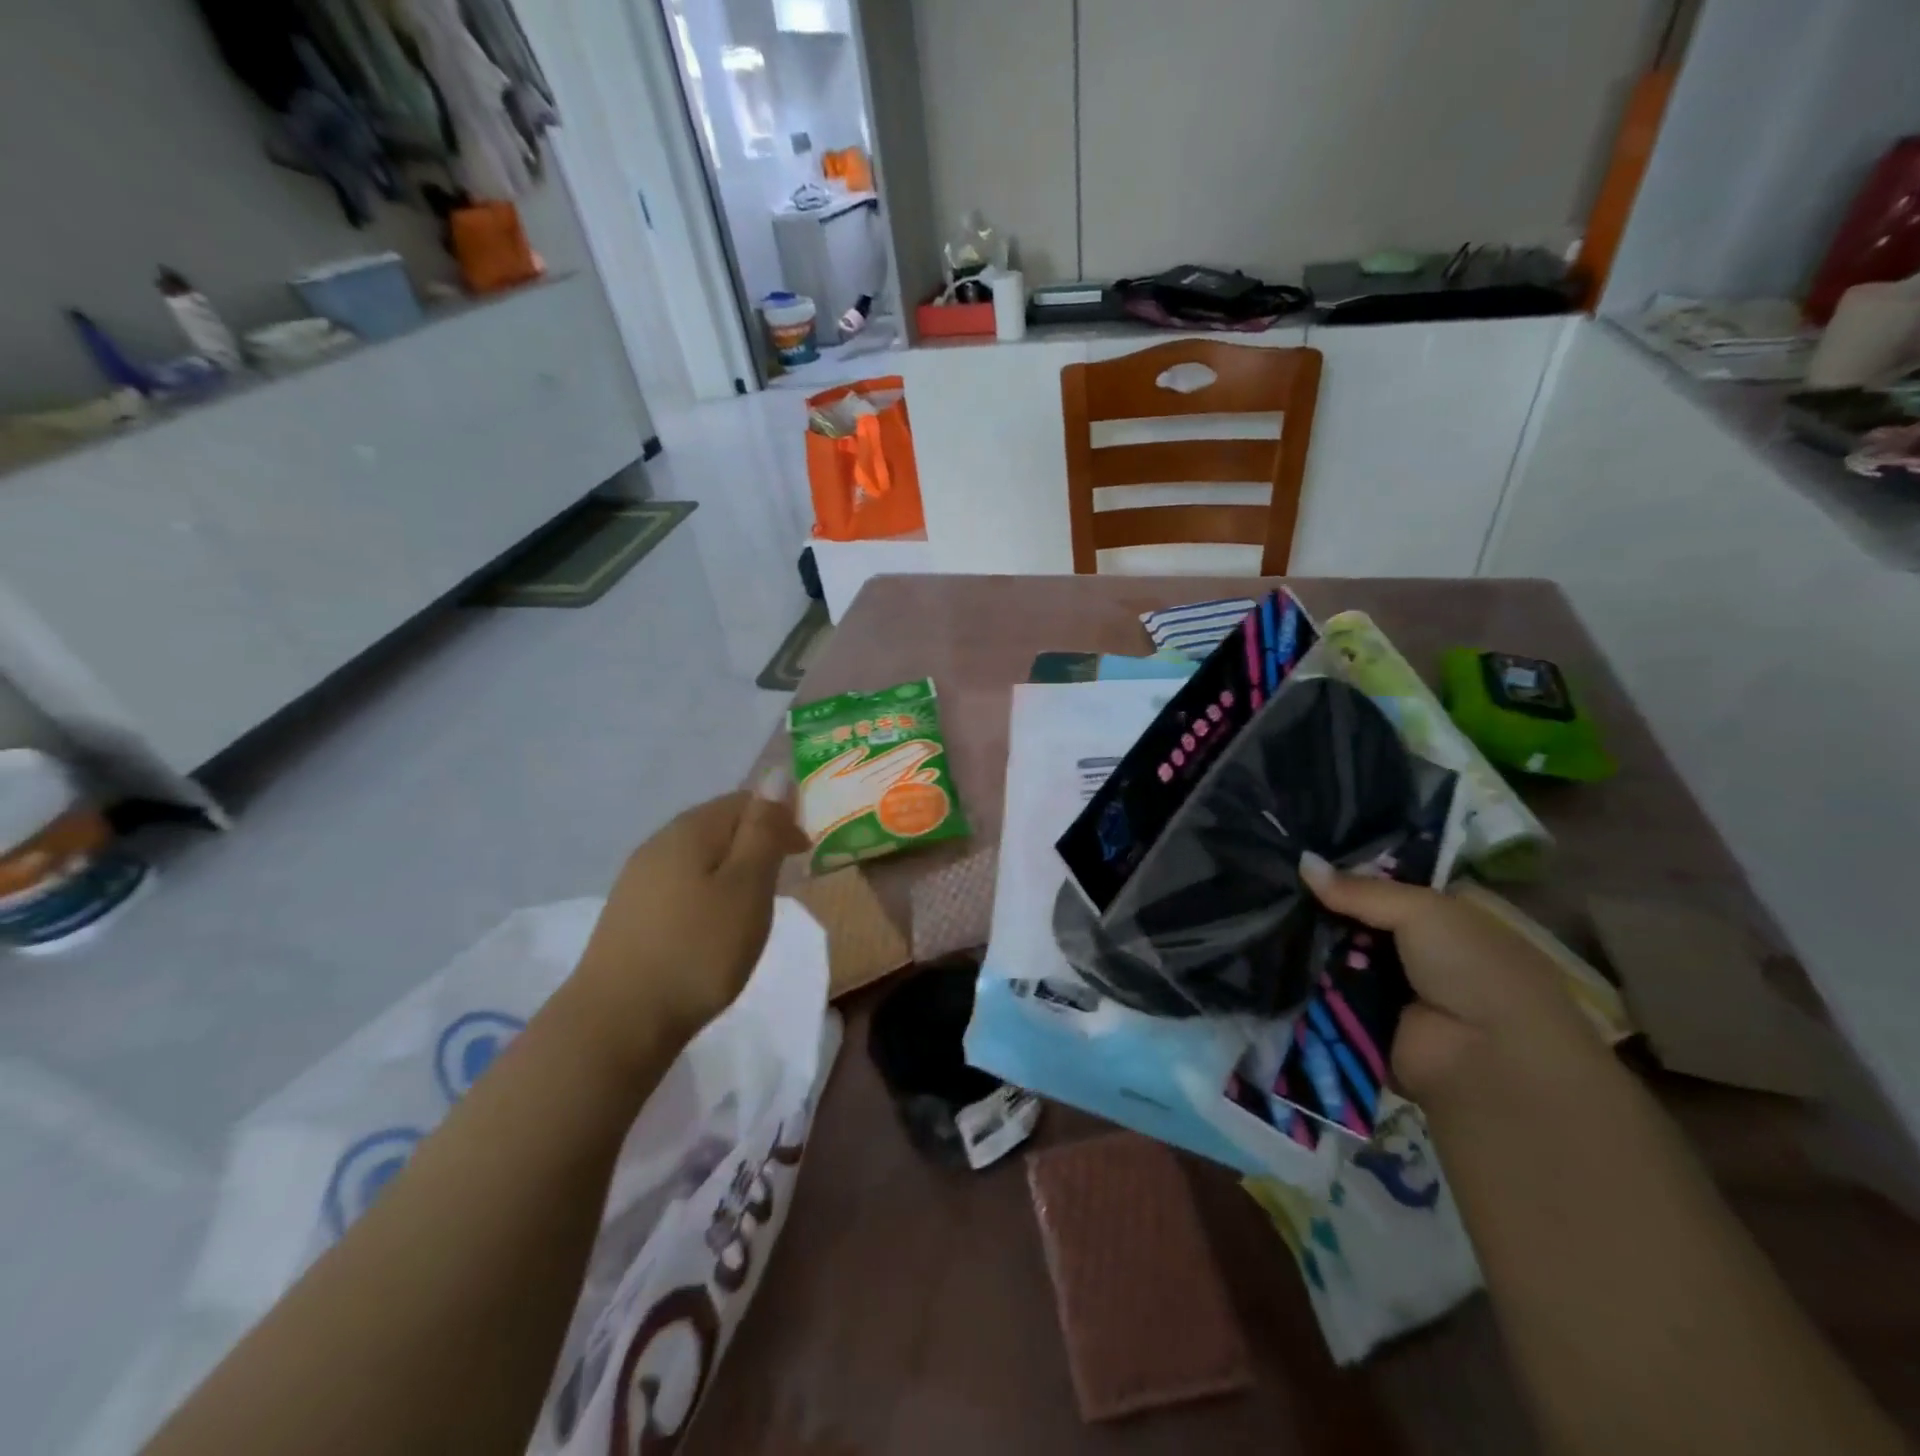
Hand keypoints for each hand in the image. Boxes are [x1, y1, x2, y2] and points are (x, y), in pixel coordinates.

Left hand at [569, 777, 808, 1066]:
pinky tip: (713, 922)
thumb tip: (777, 774)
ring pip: (700, 855)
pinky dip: (709, 890)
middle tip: (786, 878)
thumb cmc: (698, 950)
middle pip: (719, 824)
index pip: (745, 800)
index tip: (806, 853)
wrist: (618, 1022)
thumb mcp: (747, 886)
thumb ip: (764, 830)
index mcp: (691, 829)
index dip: (781, 817)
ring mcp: (639, 878)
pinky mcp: (630, 912)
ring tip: (755, 902)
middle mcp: (660, 842)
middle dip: (758, 841)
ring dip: (734, 867)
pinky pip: (682, 882)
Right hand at [1299, 853, 1601, 1100]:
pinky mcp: (1364, 1020)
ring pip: (1336, 954)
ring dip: (1307, 942)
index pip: (1386, 886)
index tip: (1301, 855)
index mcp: (1446, 918)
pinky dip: (1305, 978)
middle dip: (1319, 906)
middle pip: (1356, 919)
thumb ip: (1360, 889)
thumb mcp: (1423, 911)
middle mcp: (1418, 951)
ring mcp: (1390, 988)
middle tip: (1274, 883)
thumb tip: (1302, 860)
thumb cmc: (1471, 970)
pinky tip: (1269, 954)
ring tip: (1261, 915)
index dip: (1348, 871)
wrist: (1486, 1062)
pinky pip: (1326, 991)